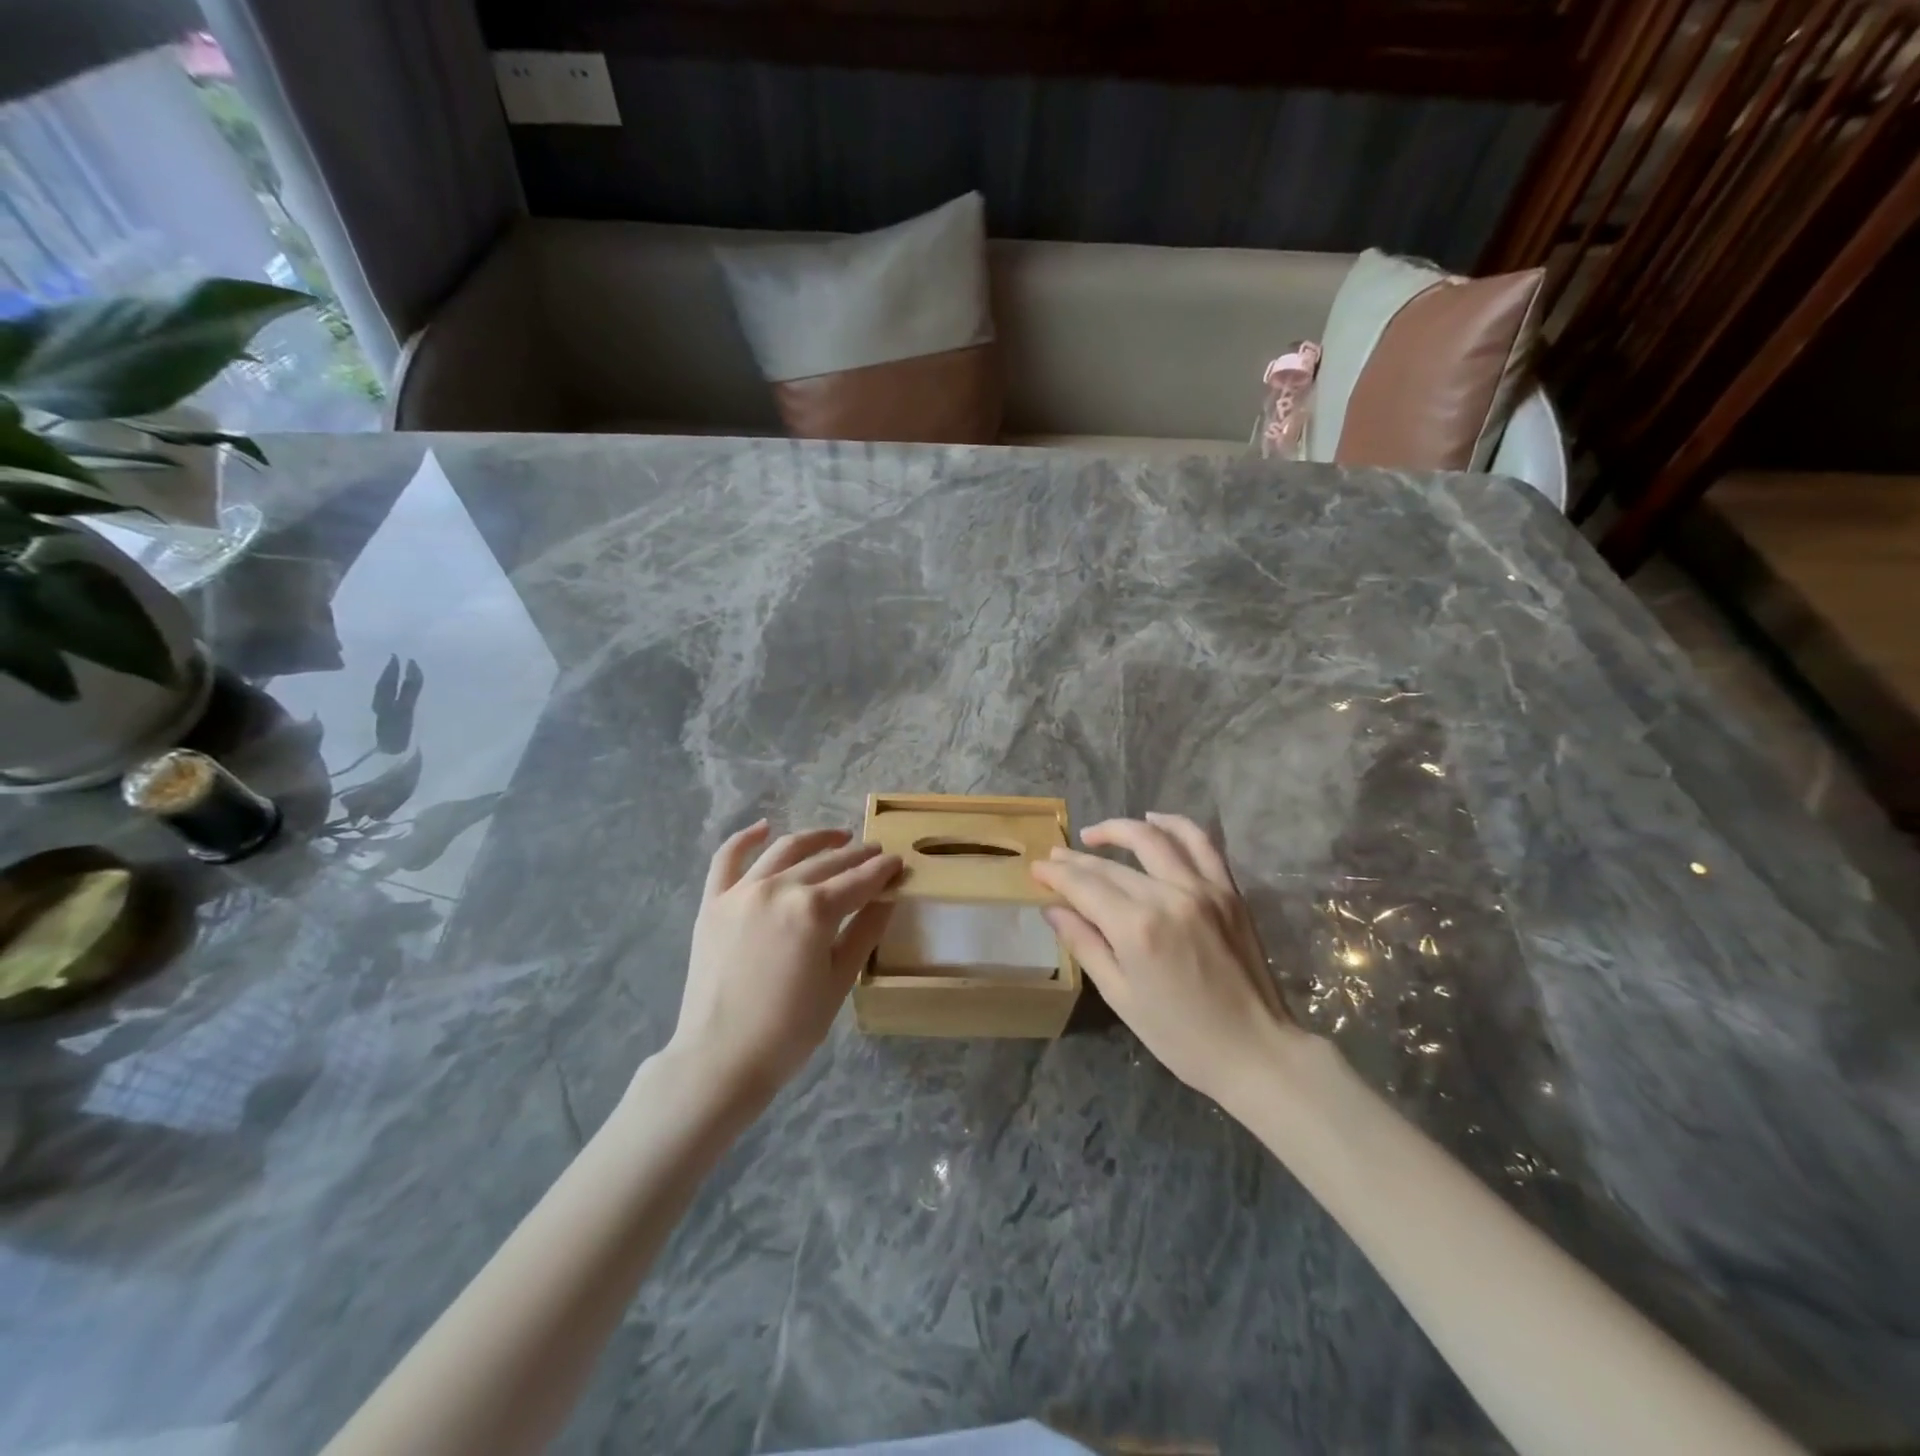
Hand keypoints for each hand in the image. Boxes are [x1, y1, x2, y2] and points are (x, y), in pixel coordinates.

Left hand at [669, 822, 899, 1101]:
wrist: (721, 1058)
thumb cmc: (790, 1029)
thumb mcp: (839, 981)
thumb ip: (864, 932)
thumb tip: (887, 897)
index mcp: (813, 909)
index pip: (859, 881)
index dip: (883, 870)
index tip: (898, 862)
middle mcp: (778, 888)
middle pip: (826, 863)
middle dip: (856, 855)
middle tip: (876, 853)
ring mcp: (741, 891)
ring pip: (784, 850)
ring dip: (815, 839)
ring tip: (838, 837)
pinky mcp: (713, 902)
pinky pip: (727, 858)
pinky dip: (745, 838)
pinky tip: (763, 827)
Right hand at [1030, 813, 1296, 1102]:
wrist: (1255, 1050)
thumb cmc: (1179, 1036)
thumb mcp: (1120, 996)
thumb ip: (1084, 944)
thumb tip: (1052, 908)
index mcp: (1137, 929)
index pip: (1084, 886)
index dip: (1056, 874)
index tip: (1036, 868)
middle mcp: (1168, 897)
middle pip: (1111, 865)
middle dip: (1076, 859)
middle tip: (1054, 858)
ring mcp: (1203, 888)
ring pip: (1152, 839)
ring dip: (1118, 829)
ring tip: (1093, 834)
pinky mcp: (1228, 890)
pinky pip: (1200, 843)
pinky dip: (1174, 824)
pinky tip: (1153, 820)